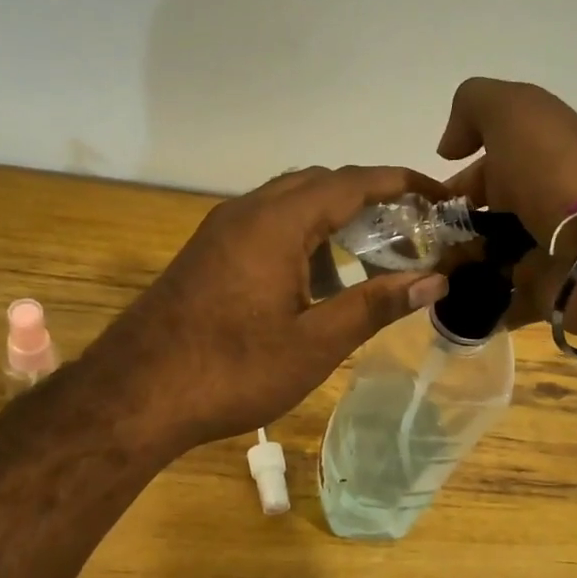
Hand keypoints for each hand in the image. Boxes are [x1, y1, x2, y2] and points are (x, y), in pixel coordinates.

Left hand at [96, 167, 450, 452]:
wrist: (134, 395)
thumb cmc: (231, 371)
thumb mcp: (314, 344)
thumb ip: (375, 306)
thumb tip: (435, 279)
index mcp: (277, 222)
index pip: (353, 182)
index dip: (402, 184)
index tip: (441, 197)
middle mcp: (246, 211)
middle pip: (320, 183)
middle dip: (369, 198)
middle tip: (411, 231)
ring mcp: (220, 231)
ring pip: (289, 203)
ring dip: (333, 218)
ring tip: (371, 255)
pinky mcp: (206, 253)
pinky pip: (265, 225)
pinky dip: (301, 236)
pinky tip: (315, 278)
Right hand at [438, 79, 576, 328]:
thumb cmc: (555, 172)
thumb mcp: (513, 112)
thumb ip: (473, 107)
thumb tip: (448, 148)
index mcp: (533, 158)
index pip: (480, 171)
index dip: (446, 187)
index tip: (417, 210)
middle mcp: (538, 201)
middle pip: (480, 219)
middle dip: (445, 233)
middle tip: (417, 251)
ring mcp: (544, 250)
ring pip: (486, 261)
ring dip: (455, 270)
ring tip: (425, 282)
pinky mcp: (545, 292)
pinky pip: (503, 301)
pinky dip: (477, 305)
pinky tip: (448, 306)